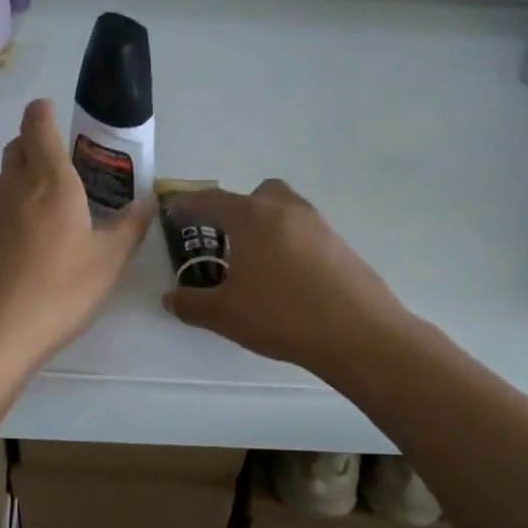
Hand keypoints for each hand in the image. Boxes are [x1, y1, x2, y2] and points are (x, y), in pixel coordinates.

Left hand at [0, 99, 152, 373]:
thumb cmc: (59, 292)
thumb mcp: (107, 263)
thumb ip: (129, 228)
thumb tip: (147, 203)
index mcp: (51, 183)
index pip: (38, 127)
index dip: (42, 112)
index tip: (49, 110)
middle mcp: (13, 188)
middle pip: (17, 149)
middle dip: (33, 144)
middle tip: (57, 163)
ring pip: (2, 182)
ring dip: (20, 181)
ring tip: (44, 209)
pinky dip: (6, 216)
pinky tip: (20, 249)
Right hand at [163, 179, 411, 376]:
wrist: (357, 333)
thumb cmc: (280, 315)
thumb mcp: (224, 315)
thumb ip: (191, 304)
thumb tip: (170, 298)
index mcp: (252, 217)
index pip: (212, 200)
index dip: (189, 204)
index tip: (175, 212)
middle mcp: (285, 210)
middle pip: (257, 194)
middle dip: (238, 209)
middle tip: (226, 240)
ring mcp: (318, 225)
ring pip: (285, 211)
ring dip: (267, 226)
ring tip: (256, 263)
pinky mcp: (340, 245)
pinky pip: (306, 233)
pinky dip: (290, 245)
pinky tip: (287, 280)